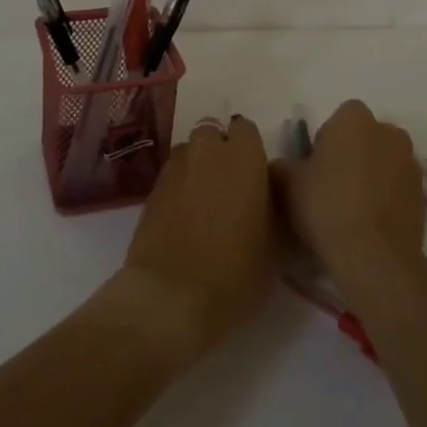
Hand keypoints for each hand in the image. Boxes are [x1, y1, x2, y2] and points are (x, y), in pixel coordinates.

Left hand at [119, 115, 278, 361]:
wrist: (170, 297)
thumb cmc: (235, 271)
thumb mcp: (276, 246)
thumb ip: (276, 210)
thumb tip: (273, 200)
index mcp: (243, 157)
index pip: (246, 129)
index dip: (251, 150)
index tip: (257, 176)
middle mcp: (206, 152)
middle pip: (213, 134)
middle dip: (220, 152)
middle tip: (231, 187)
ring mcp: (174, 169)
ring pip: (189, 153)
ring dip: (198, 167)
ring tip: (206, 202)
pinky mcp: (150, 191)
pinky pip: (171, 176)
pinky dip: (179, 188)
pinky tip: (184, 218)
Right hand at [274, 100, 423, 287]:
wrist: (374, 255)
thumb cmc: (326, 206)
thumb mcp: (288, 184)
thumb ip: (282, 166)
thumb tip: (283, 166)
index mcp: (355, 120)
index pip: (341, 116)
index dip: (328, 138)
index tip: (316, 165)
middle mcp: (388, 133)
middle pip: (367, 136)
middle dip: (354, 153)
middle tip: (332, 185)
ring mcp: (410, 164)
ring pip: (385, 161)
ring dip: (372, 174)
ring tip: (352, 207)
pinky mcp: (422, 194)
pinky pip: (398, 187)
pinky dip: (387, 197)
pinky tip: (370, 223)